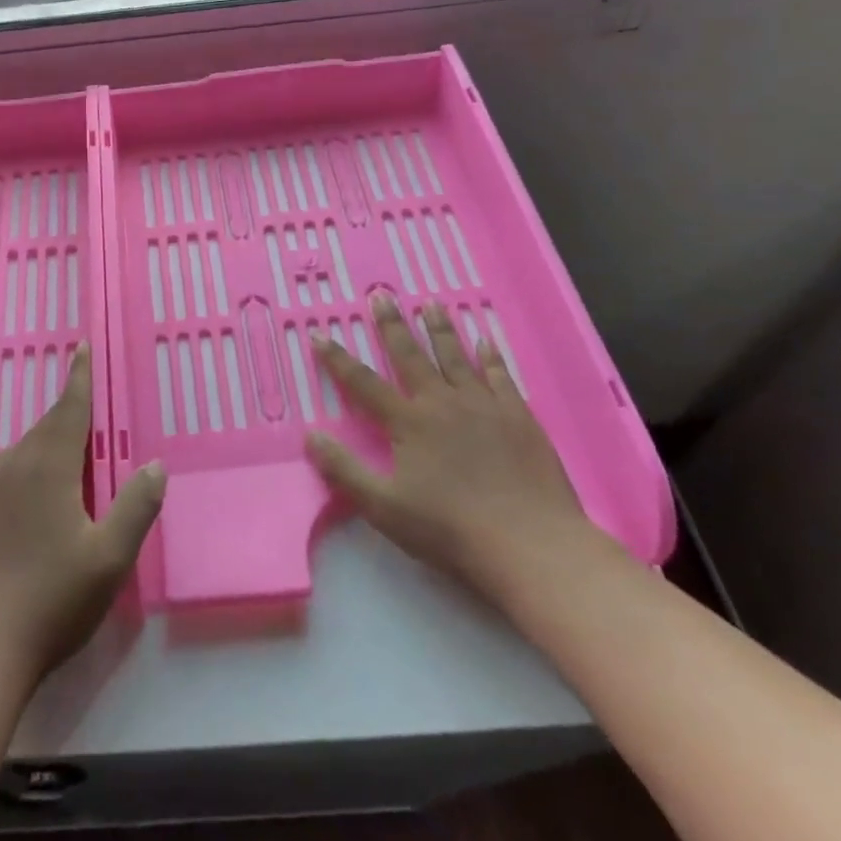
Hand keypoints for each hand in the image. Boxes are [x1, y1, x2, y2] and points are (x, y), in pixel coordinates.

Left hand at [0, 345, 165, 689]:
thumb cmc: (53, 598)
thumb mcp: (111, 557)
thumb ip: (136, 506)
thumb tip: (155, 465)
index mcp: (48, 466)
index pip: (69, 408)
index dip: (79, 377)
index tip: (81, 347)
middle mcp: (15, 466)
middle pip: (47, 426)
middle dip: (70, 411)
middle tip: (90, 404)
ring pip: (26, 448)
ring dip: (50, 440)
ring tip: (71, 449)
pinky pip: (10, 470)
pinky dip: (32, 464)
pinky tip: (39, 490)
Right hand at [307, 294, 611, 609]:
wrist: (531, 545)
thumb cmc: (451, 529)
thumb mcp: (384, 507)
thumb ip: (345, 471)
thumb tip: (310, 437)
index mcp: (408, 422)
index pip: (363, 383)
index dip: (337, 359)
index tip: (319, 333)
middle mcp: (442, 402)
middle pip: (410, 356)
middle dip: (392, 325)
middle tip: (381, 296)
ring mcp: (484, 405)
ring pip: (455, 356)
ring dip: (440, 329)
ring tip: (431, 303)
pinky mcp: (518, 416)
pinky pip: (500, 376)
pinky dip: (491, 356)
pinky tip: (486, 341)